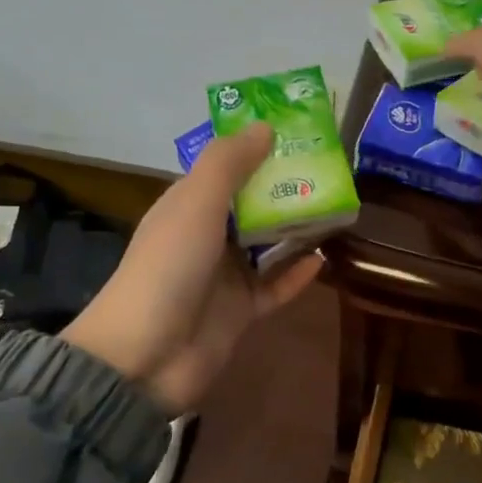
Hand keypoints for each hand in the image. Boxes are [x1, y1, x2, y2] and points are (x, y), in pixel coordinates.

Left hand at [64, 124, 322, 412]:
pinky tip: (324, 257)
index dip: (255, 150)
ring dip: (296, 229)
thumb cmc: (168, 267)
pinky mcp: (242, 311)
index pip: (224, 170)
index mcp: (188, 207)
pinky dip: (298, 274)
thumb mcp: (195, 204)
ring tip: (336, 207)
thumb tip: (266, 126)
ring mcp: (224, 276)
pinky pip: (276, 287)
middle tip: (328, 169)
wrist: (145, 356)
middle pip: (251, 205)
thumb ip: (229, 163)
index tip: (295, 134)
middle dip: (284, 187)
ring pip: (267, 245)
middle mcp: (206, 237)